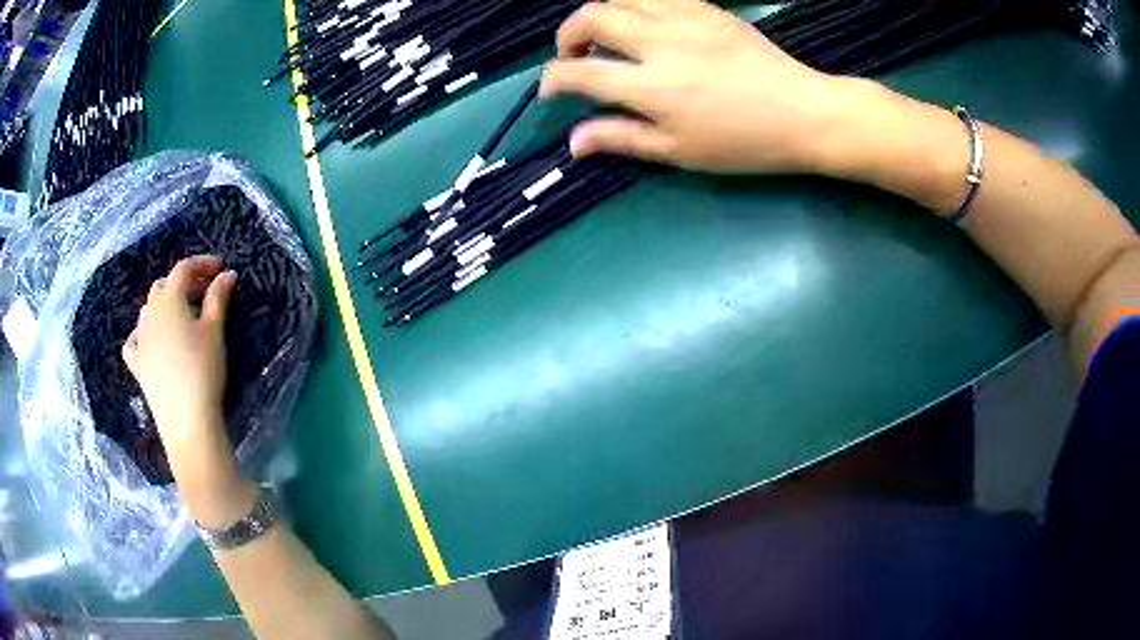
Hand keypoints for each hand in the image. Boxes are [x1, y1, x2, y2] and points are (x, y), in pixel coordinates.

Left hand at [122, 255, 253, 525]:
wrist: (187, 422)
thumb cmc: (203, 372)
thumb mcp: (215, 332)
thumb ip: (219, 299)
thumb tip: (227, 274)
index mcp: (169, 301)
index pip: (183, 269)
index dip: (202, 264)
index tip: (220, 269)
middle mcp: (149, 314)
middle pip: (163, 286)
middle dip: (183, 283)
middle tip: (204, 292)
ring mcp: (140, 340)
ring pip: (148, 311)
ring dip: (165, 305)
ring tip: (182, 316)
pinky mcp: (137, 365)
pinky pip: (135, 341)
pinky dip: (143, 334)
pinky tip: (151, 341)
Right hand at [540, 0, 863, 174]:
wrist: (804, 113)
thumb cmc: (744, 142)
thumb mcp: (680, 152)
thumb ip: (622, 138)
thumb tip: (573, 140)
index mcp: (652, 87)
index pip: (579, 72)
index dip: (553, 80)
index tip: (552, 90)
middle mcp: (660, 42)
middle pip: (591, 16)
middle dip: (568, 35)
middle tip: (576, 55)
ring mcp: (685, 17)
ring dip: (601, 13)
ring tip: (609, 36)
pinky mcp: (706, 7)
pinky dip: (637, 4)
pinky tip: (646, 25)